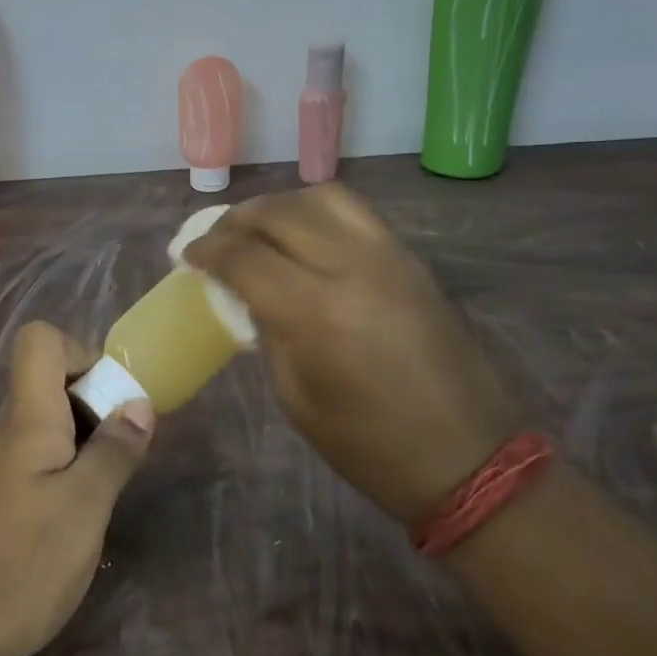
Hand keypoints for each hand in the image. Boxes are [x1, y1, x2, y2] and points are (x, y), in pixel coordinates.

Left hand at [0, 321, 154, 655]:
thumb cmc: (22, 564)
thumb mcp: (85, 507)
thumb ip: (113, 451)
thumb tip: (138, 403)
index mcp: (27, 419)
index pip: (39, 341)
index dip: (80, 352)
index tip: (111, 398)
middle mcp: (5, 432)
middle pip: (48, 383)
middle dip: (94, 405)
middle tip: (122, 454)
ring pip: (44, 427)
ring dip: (83, 445)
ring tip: (104, 494)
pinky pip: (33, 463)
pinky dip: (62, 474)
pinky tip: (73, 524)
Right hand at [184, 183, 520, 525]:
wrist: (469, 457)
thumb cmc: (370, 446)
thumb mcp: (296, 397)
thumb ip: (269, 333)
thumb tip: (250, 295)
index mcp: (316, 312)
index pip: (245, 256)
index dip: (207, 250)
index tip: (187, 256)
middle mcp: (353, 267)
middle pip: (280, 212)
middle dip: (236, 220)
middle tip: (216, 240)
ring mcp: (389, 257)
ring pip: (323, 198)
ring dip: (280, 206)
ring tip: (260, 230)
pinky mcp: (412, 260)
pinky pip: (356, 213)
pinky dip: (318, 213)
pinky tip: (305, 238)